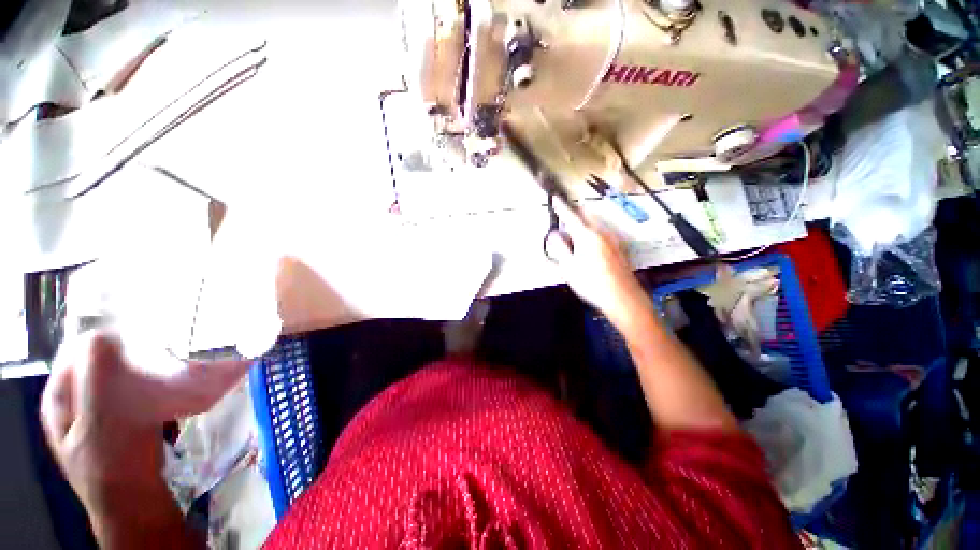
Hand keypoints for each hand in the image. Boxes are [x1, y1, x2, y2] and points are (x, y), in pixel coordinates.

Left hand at [40, 332, 250, 542]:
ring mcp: (102, 410)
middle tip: (162, 344)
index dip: (105, 337)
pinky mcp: (125, 418)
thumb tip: (103, 333)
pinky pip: (138, 390)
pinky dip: (153, 383)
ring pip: (122, 376)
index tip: (140, 328)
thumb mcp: (100, 422)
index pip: (77, 351)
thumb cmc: (113, 465)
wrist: (138, 503)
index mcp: (60, 397)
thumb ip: (97, 380)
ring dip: (145, 367)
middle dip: (131, 352)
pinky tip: (172, 383)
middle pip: (102, 363)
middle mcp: (77, 399)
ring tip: (172, 360)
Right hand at [545, 203, 653, 330]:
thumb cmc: (592, 284)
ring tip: (574, 235)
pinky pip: (603, 232)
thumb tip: (554, 235)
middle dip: (575, 212)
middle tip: (564, 219)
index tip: (555, 199)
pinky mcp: (618, 248)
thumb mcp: (569, 268)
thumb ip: (559, 248)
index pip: (570, 216)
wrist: (622, 298)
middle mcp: (601, 233)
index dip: (561, 207)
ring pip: (595, 222)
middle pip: (586, 214)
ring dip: (584, 222)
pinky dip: (592, 232)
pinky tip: (589, 246)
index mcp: (586, 236)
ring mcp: (612, 239)